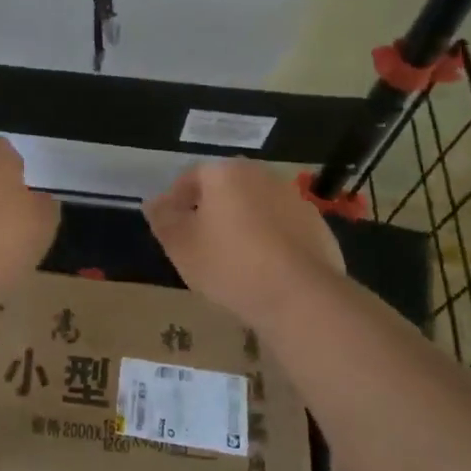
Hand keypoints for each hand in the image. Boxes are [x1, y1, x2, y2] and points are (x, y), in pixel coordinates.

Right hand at [143, 160, 348, 325]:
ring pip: (256, 206)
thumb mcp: (181, 246)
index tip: (171, 228)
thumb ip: (163, 219)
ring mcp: (293, 198)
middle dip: (211, 210)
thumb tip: (152, 202)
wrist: (301, 297)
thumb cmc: (230, 265)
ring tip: (233, 259)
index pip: (191, 177)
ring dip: (242, 223)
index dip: (176, 201)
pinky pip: (282, 227)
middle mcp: (261, 175)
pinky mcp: (317, 225)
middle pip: (226, 188)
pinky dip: (270, 240)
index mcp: (224, 173)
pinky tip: (265, 269)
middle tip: (199, 242)